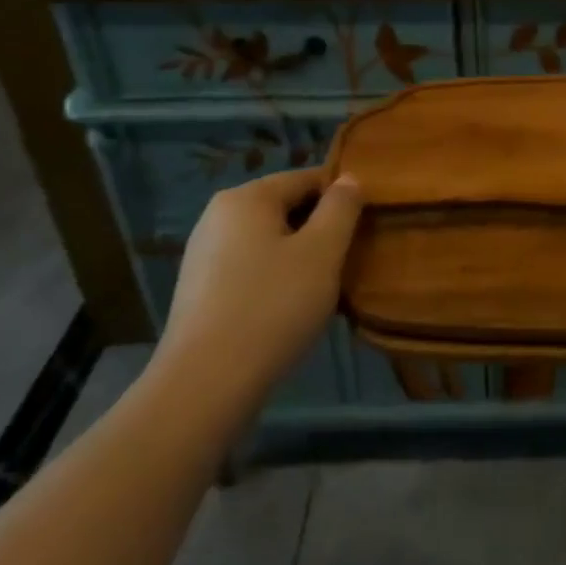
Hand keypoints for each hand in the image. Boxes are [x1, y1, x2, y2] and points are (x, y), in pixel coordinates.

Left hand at [158, 169, 364, 394]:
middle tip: (349, 258)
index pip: (306, 178)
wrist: (204, 386)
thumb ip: (341, 208)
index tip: (366, 223)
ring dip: (299, 256)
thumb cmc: (272, 307)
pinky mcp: (199, 292)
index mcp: (246, 198)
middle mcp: (217, 216)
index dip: (341, 195)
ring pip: (268, 241)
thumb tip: (348, 179)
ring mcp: (203, 255)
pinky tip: (290, 309)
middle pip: (284, 208)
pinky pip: (250, 269)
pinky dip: (275, 279)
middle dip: (319, 228)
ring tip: (325, 287)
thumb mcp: (322, 252)